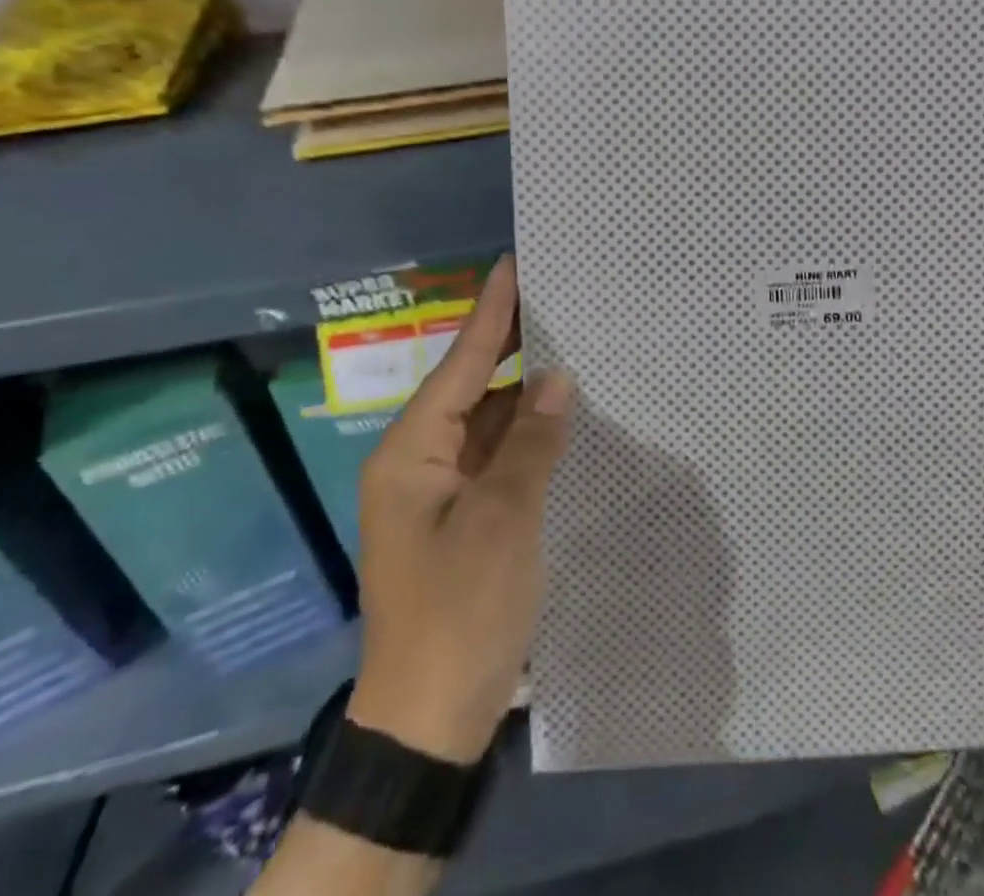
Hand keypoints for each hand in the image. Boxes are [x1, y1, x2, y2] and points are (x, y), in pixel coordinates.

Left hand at [347, 256, 573, 762]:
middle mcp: (420, 461)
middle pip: (473, 386)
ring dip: (526, 390)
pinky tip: (563, 413)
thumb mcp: (503, 519)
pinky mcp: (465, 517)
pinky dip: (529, 432)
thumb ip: (532, 441)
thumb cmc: (460, 610)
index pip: (462, 365)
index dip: (491, 313)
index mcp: (412, 452)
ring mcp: (441, 492)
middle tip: (558, 298)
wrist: (429, 720)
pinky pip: (499, 454)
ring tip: (571, 344)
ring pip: (489, 421)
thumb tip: (557, 379)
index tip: (513, 264)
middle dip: (512, 345)